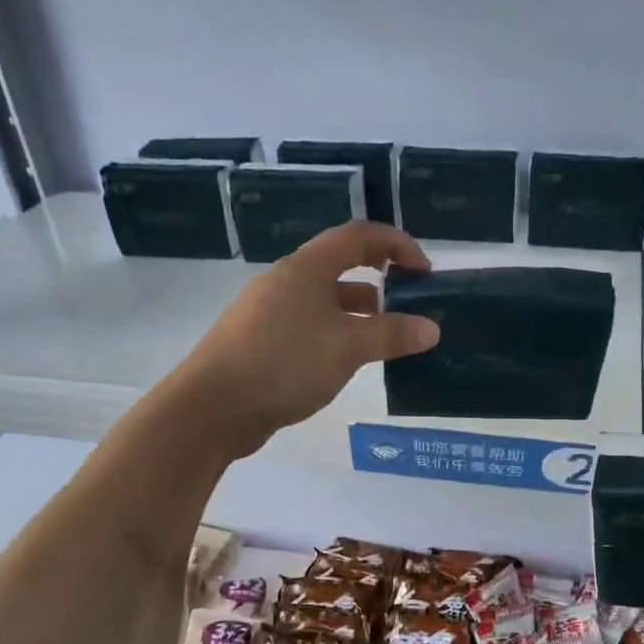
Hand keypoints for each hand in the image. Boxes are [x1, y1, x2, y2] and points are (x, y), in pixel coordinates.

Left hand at [177, 221, 440, 456]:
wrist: (211, 407)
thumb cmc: (284, 363)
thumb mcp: (347, 347)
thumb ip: (392, 334)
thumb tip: (431, 329)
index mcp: (305, 268)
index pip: (358, 236)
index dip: (396, 244)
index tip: (424, 271)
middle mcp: (285, 282)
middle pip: (340, 267)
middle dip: (380, 281)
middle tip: (409, 304)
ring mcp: (268, 313)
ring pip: (325, 302)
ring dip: (359, 313)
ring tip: (386, 339)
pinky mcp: (260, 343)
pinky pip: (309, 328)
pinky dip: (336, 336)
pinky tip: (346, 363)